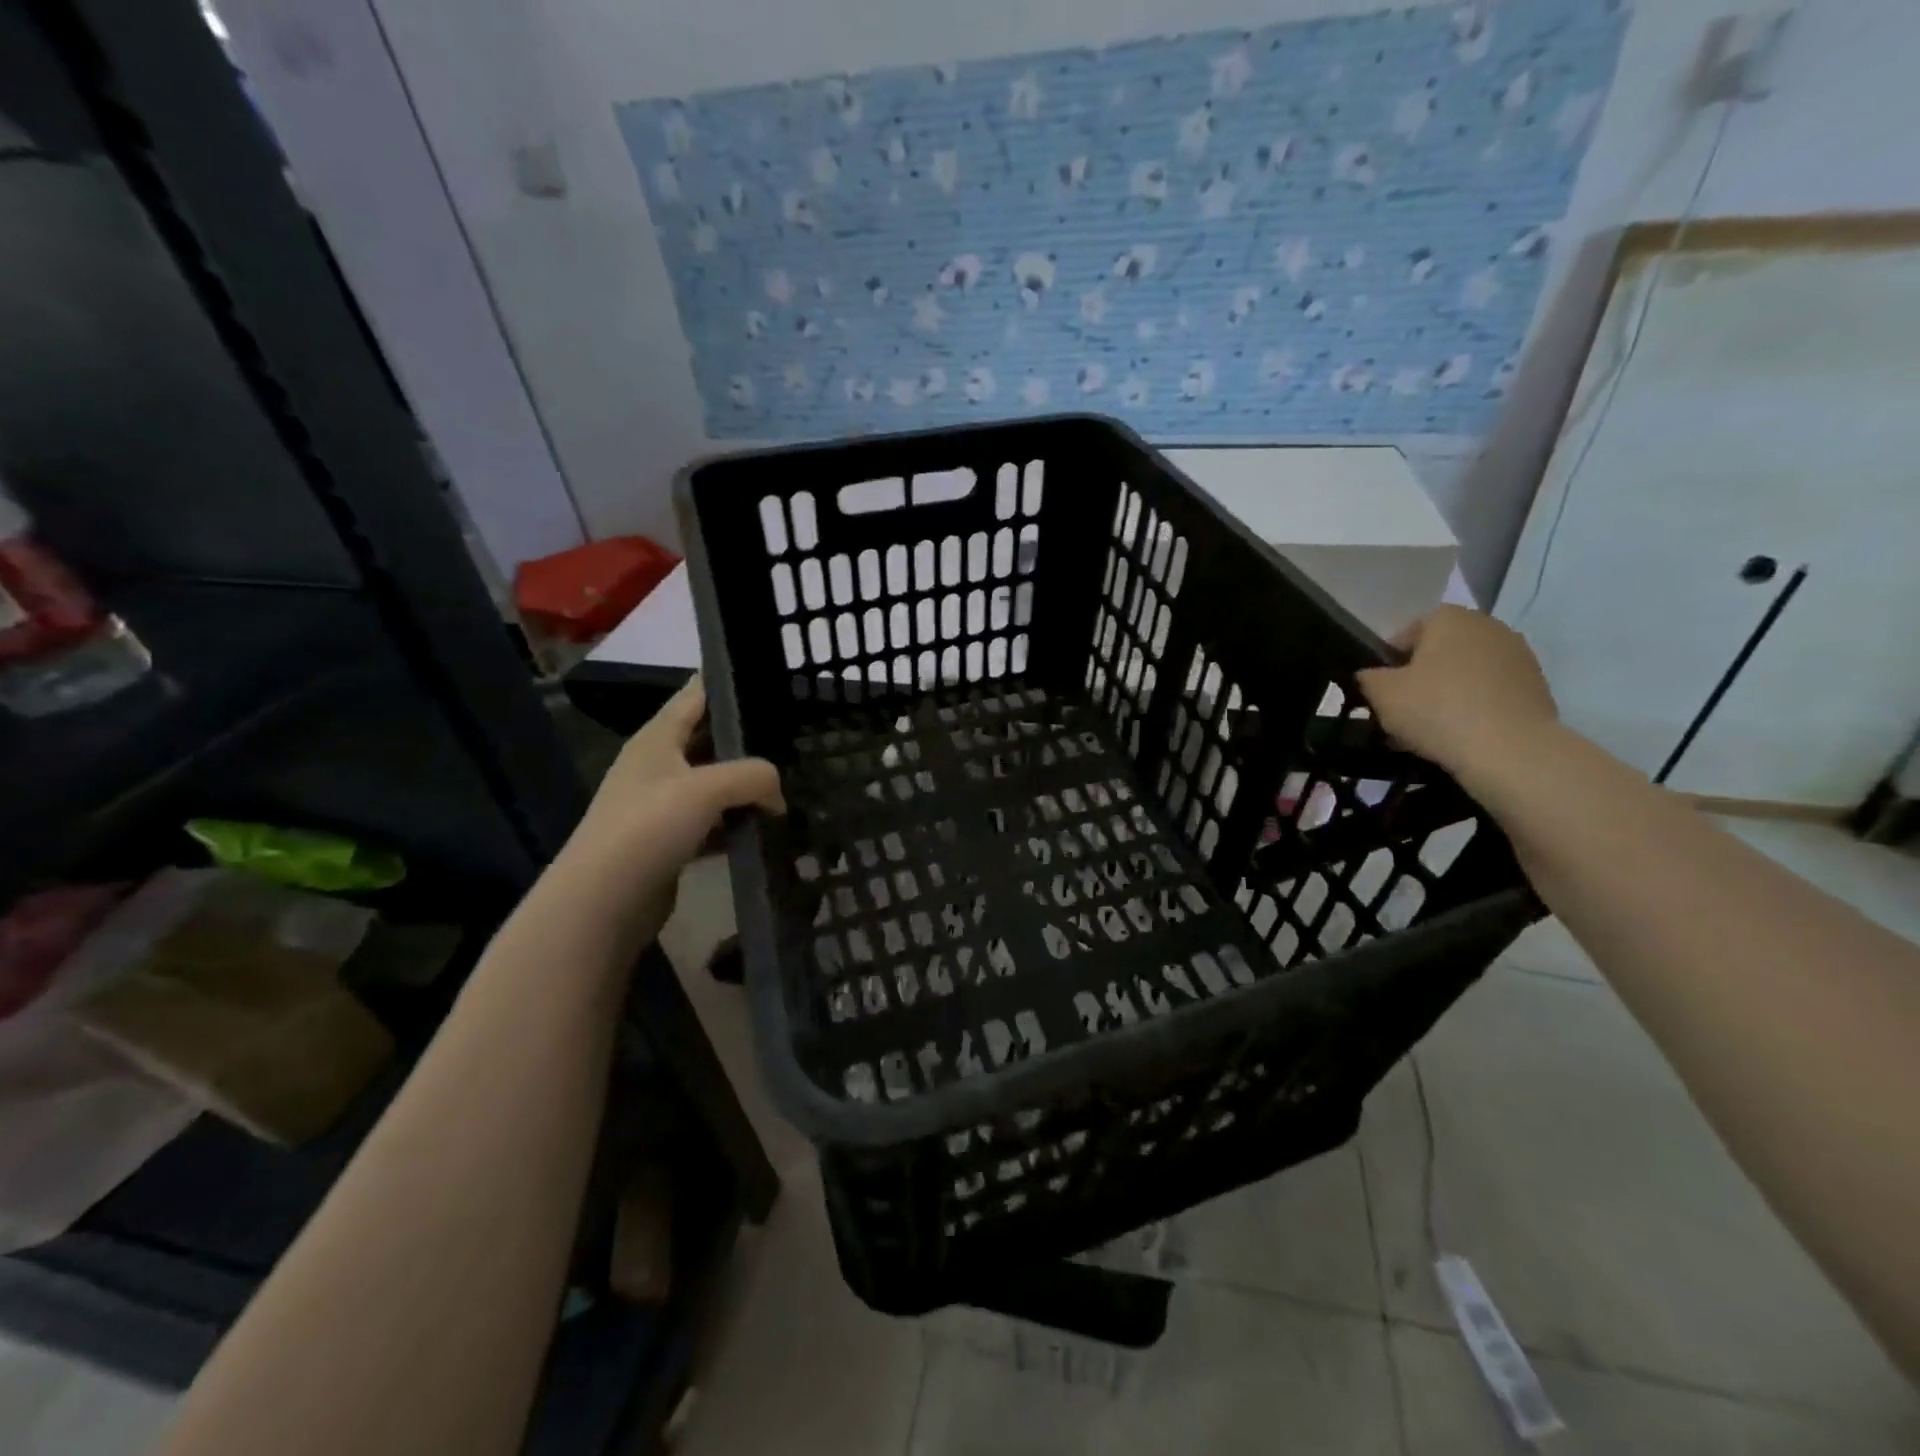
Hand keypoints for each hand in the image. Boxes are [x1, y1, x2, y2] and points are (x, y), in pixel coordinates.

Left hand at [559, 677, 783, 936]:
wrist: (603, 901)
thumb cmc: (649, 827)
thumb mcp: (707, 788)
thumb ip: (753, 777)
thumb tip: (778, 794)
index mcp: (657, 739)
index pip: (694, 696)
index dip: (725, 682)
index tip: (763, 673)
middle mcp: (656, 766)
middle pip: (707, 740)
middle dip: (745, 739)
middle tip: (790, 733)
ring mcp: (660, 806)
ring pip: (713, 784)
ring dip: (744, 787)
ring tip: (787, 783)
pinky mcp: (669, 842)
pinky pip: (711, 823)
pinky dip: (735, 824)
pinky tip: (763, 829)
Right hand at [1355, 606, 1558, 785]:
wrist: (1510, 750)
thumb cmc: (1436, 709)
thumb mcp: (1381, 693)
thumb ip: (1368, 678)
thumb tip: (1371, 676)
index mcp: (1449, 618)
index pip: (1407, 633)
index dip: (1389, 662)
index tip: (1381, 691)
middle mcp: (1488, 626)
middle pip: (1440, 651)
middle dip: (1421, 676)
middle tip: (1403, 710)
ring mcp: (1518, 655)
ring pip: (1467, 672)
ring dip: (1448, 692)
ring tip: (1432, 727)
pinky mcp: (1537, 686)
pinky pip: (1491, 692)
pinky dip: (1475, 707)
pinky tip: (1462, 734)